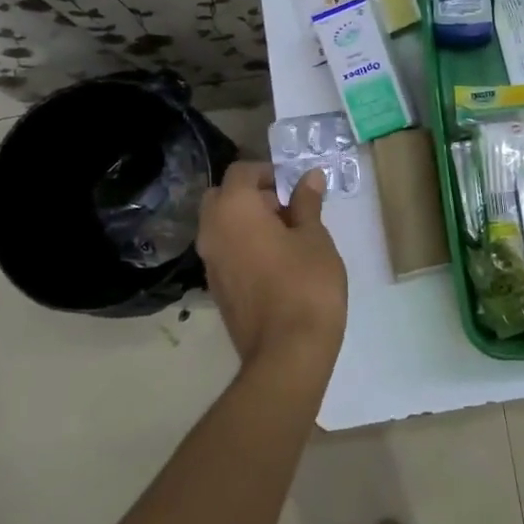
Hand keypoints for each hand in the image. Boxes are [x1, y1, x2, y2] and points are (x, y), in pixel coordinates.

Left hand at [197, 162, 347, 374]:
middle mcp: (212, 230)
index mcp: (233, 209)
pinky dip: (243, 244)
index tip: (294, 185)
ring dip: (246, 221)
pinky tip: (275, 261)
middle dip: (252, 195)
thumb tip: (309, 177)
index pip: (241, 172)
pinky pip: (224, 251)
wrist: (287, 351)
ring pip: (221, 225)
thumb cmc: (306, 284)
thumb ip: (307, 203)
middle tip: (287, 208)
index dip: (268, 172)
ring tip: (287, 236)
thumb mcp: (314, 237)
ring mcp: (209, 262)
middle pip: (223, 196)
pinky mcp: (215, 287)